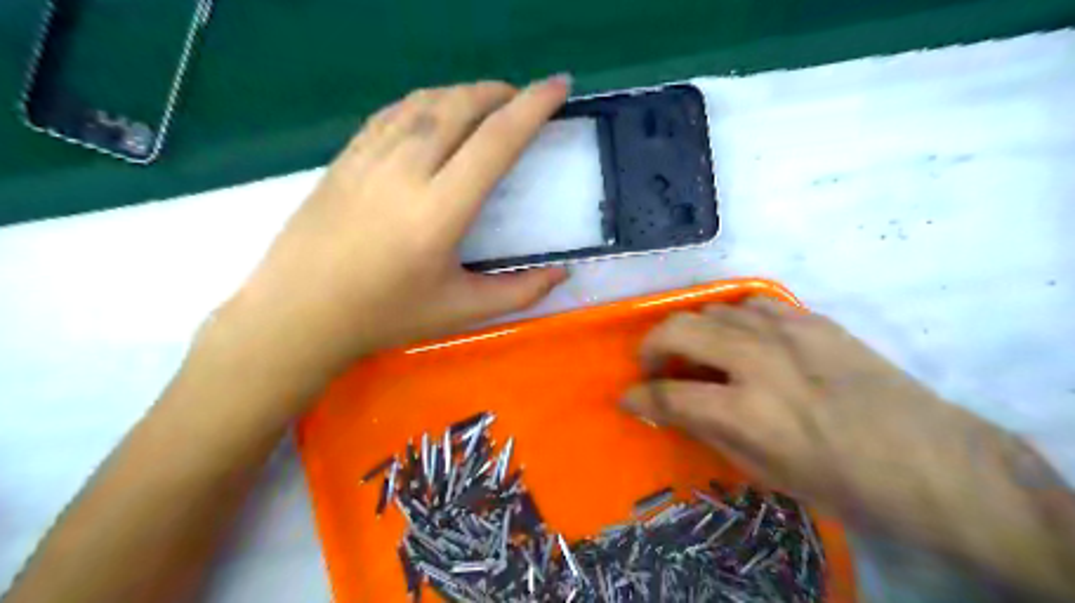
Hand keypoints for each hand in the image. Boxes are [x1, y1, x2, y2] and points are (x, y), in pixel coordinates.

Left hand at [223, 78, 569, 378]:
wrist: (298, 314)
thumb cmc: (385, 316)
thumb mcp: (461, 311)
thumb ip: (518, 292)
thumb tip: (561, 274)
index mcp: (440, 210)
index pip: (496, 141)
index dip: (533, 107)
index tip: (558, 86)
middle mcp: (405, 171)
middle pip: (460, 107)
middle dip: (500, 92)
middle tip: (522, 99)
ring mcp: (369, 158)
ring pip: (425, 102)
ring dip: (463, 93)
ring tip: (485, 101)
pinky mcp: (345, 158)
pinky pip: (393, 113)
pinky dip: (425, 102)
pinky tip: (434, 112)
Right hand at [622, 296, 1073, 598]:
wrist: (929, 460)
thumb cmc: (841, 483)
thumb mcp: (763, 472)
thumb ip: (709, 430)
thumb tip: (672, 408)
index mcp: (745, 411)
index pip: (668, 394)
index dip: (639, 396)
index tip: (627, 398)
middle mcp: (757, 361)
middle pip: (678, 330)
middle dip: (651, 346)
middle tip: (652, 366)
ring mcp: (786, 332)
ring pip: (711, 309)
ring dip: (690, 330)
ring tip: (696, 352)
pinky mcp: (811, 319)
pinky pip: (751, 303)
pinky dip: (731, 317)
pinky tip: (738, 335)